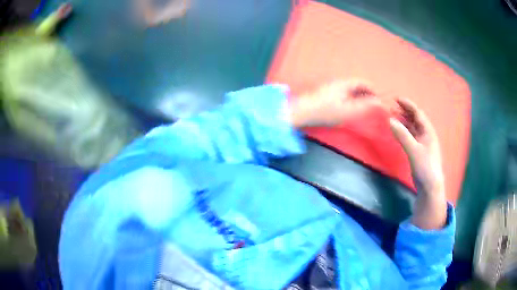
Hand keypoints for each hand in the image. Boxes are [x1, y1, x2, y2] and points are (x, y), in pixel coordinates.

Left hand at [289, 79, 382, 126]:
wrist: (301, 113)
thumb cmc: (326, 112)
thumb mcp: (348, 111)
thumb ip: (364, 106)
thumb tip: (379, 103)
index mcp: (344, 84)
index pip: (362, 82)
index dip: (372, 90)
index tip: (377, 99)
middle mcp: (337, 82)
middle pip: (355, 85)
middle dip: (365, 93)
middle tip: (371, 104)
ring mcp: (329, 87)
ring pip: (347, 89)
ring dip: (357, 95)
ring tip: (361, 106)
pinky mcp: (323, 93)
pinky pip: (341, 93)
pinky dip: (348, 98)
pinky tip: (347, 107)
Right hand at [389, 99, 446, 228]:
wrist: (430, 186)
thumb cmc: (425, 166)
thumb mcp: (414, 150)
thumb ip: (402, 135)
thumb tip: (390, 120)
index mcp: (428, 131)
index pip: (418, 113)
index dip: (408, 105)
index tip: (396, 98)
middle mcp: (426, 135)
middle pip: (415, 119)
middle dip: (405, 111)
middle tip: (393, 106)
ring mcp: (422, 143)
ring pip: (412, 127)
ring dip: (403, 120)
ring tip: (393, 116)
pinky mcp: (418, 151)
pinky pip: (410, 136)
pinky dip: (404, 131)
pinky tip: (398, 131)